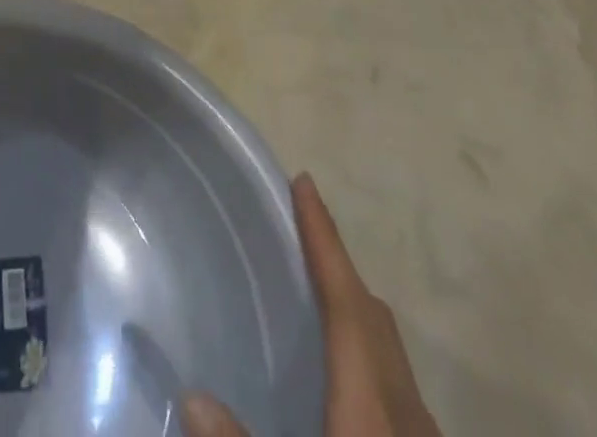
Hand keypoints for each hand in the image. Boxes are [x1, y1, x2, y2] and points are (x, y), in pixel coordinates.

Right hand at [182, 174, 439, 436]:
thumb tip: (190, 395)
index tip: (304, 183)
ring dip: (356, 314)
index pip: (345, 301)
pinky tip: (344, 385)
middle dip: (339, 267)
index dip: (323, 238)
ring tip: (317, 297)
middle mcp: (406, 415)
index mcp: (372, 408)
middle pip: (374, 319)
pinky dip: (368, 359)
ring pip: (392, 356)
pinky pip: (398, 390)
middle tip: (300, 232)